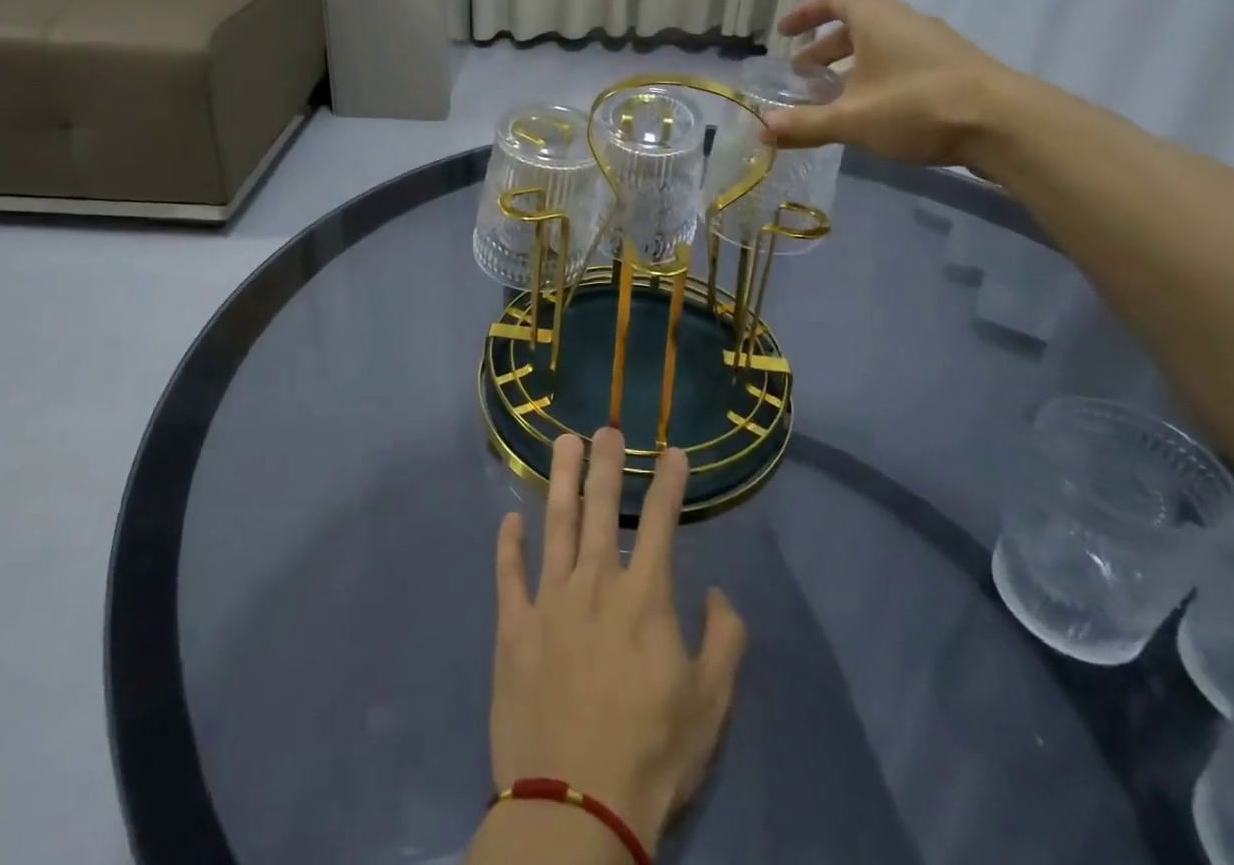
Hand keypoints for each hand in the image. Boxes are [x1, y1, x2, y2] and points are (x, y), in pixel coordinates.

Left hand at [489, 429, 747, 852]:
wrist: (575, 805)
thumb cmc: (651, 753)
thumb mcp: (710, 704)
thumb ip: (724, 641)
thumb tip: (720, 593)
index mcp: (643, 597)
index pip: (661, 523)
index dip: (669, 483)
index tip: (673, 451)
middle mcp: (594, 583)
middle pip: (601, 509)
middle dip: (606, 465)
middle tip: (606, 428)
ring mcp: (549, 601)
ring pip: (555, 524)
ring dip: (561, 480)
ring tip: (563, 443)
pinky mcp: (513, 627)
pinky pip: (509, 575)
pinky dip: (509, 544)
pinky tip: (510, 519)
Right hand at [760, 0, 1011, 165]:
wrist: (1006, 123)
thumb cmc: (918, 107)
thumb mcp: (852, 120)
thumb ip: (806, 124)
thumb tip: (762, 129)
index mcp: (876, 19)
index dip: (806, 12)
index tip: (784, 34)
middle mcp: (905, 22)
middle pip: (857, 23)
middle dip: (825, 48)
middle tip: (803, 75)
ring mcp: (934, 43)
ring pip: (881, 44)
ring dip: (852, 64)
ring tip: (835, 96)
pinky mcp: (954, 66)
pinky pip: (903, 60)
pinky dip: (878, 75)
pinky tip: (875, 110)